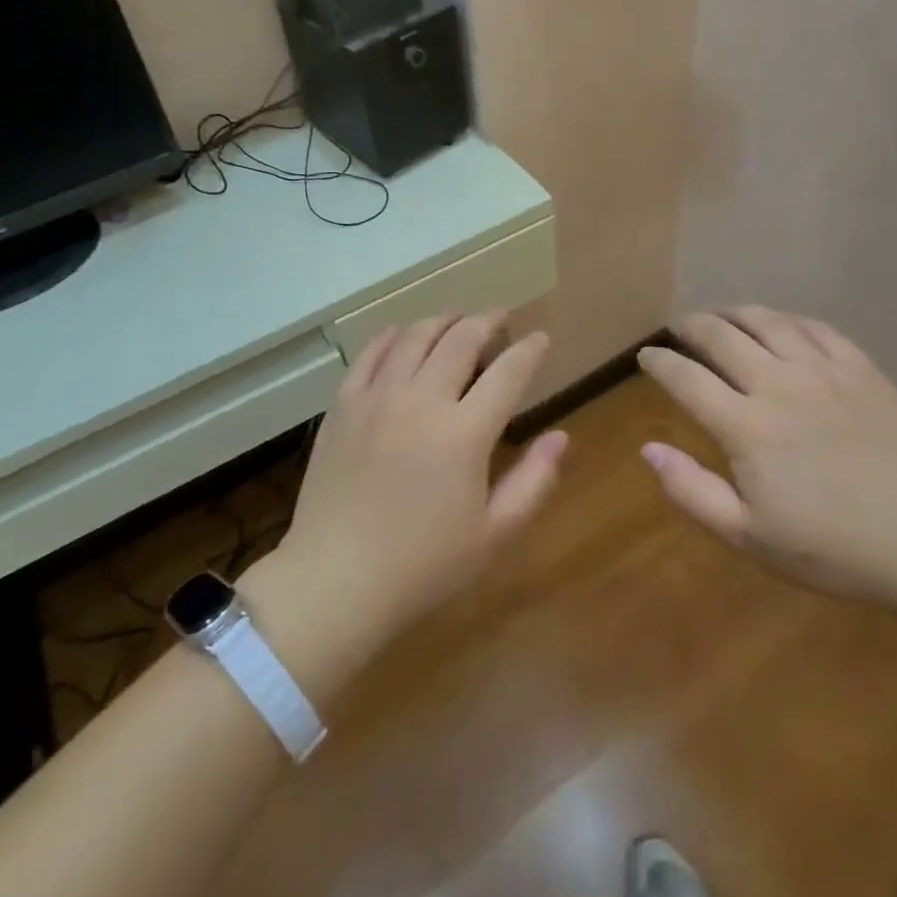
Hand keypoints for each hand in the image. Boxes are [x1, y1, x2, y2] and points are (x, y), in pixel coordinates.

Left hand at [274, 313, 566, 655]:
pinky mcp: (343, 405)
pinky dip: (392, 335)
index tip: (540, 338)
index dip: (529, 350)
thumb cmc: (423, 566)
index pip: (508, 373)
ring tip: (457, 318)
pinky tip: (402, 332)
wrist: (335, 580)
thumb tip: (561, 436)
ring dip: (442, 320)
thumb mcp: (493, 534)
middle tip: (499, 317)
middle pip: (461, 340)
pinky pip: (370, 353)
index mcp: (465, 433)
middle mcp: (422, 401)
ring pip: (415, 337)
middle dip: (487, 321)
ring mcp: (377, 398)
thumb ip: (533, 481)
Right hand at [636, 307, 896, 611]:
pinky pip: (815, 328)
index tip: (645, 355)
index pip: (686, 378)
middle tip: (677, 327)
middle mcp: (779, 384)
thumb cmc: (833, 549)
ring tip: (721, 315)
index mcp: (746, 426)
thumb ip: (691, 490)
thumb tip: (648, 449)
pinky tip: (781, 325)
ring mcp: (824, 371)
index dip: (659, 362)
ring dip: (734, 313)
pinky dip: (787, 320)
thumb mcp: (749, 536)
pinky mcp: (861, 369)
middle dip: (691, 326)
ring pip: (767, 321)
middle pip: (721, 336)